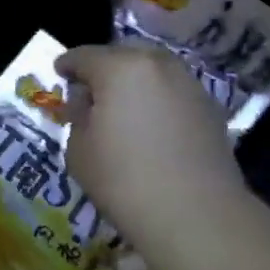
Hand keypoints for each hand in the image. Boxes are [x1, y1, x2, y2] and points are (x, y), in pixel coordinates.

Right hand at [58, 43, 254, 262]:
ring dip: (134, 81)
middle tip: (91, 92)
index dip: (66, 64)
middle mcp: (157, 64)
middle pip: (122, 54)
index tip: (58, 73)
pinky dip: (158, 98)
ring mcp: (188, 82)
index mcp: (119, 68)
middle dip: (103, 68)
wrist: (196, 215)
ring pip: (152, 69)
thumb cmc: (124, 180)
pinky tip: (152, 124)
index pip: (83, 55)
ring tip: (123, 107)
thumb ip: (77, 116)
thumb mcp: (79, 150)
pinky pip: (173, 91)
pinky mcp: (210, 106)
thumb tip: (87, 103)